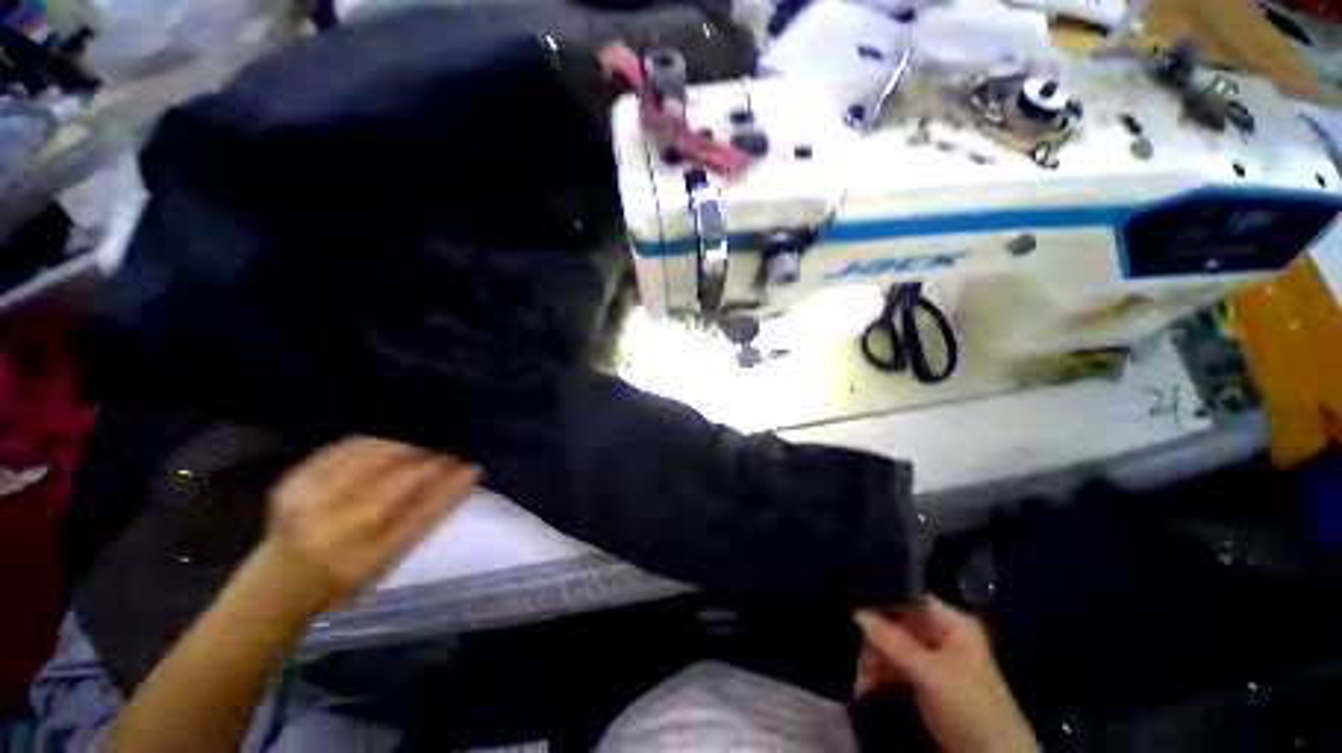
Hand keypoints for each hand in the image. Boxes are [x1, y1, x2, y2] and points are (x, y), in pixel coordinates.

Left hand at [264, 437, 480, 610]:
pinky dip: (371, 443)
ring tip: (419, 448)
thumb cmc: (348, 575)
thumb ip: (430, 512)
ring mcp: (310, 500)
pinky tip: (385, 446)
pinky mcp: (292, 483)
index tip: (469, 464)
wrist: (280, 581)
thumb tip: (469, 473)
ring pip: (371, 455)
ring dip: (403, 446)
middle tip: (446, 453)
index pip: (421, 503)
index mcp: (366, 552)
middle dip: (429, 458)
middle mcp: (336, 525)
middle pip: (397, 475)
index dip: (449, 479)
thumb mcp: (394, 556)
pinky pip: (341, 450)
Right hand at [855, 598, 1035, 752]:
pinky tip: (858, 686)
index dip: (878, 598)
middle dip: (868, 638)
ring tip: (851, 675)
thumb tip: (856, 611)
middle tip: (846, 648)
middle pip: (892, 625)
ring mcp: (927, 661)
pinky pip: (889, 671)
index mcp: (950, 624)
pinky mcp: (918, 684)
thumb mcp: (934, 676)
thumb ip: (894, 642)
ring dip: (867, 661)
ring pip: (887, 649)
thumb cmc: (972, 709)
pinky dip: (872, 677)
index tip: (847, 600)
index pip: (906, 598)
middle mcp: (937, 636)